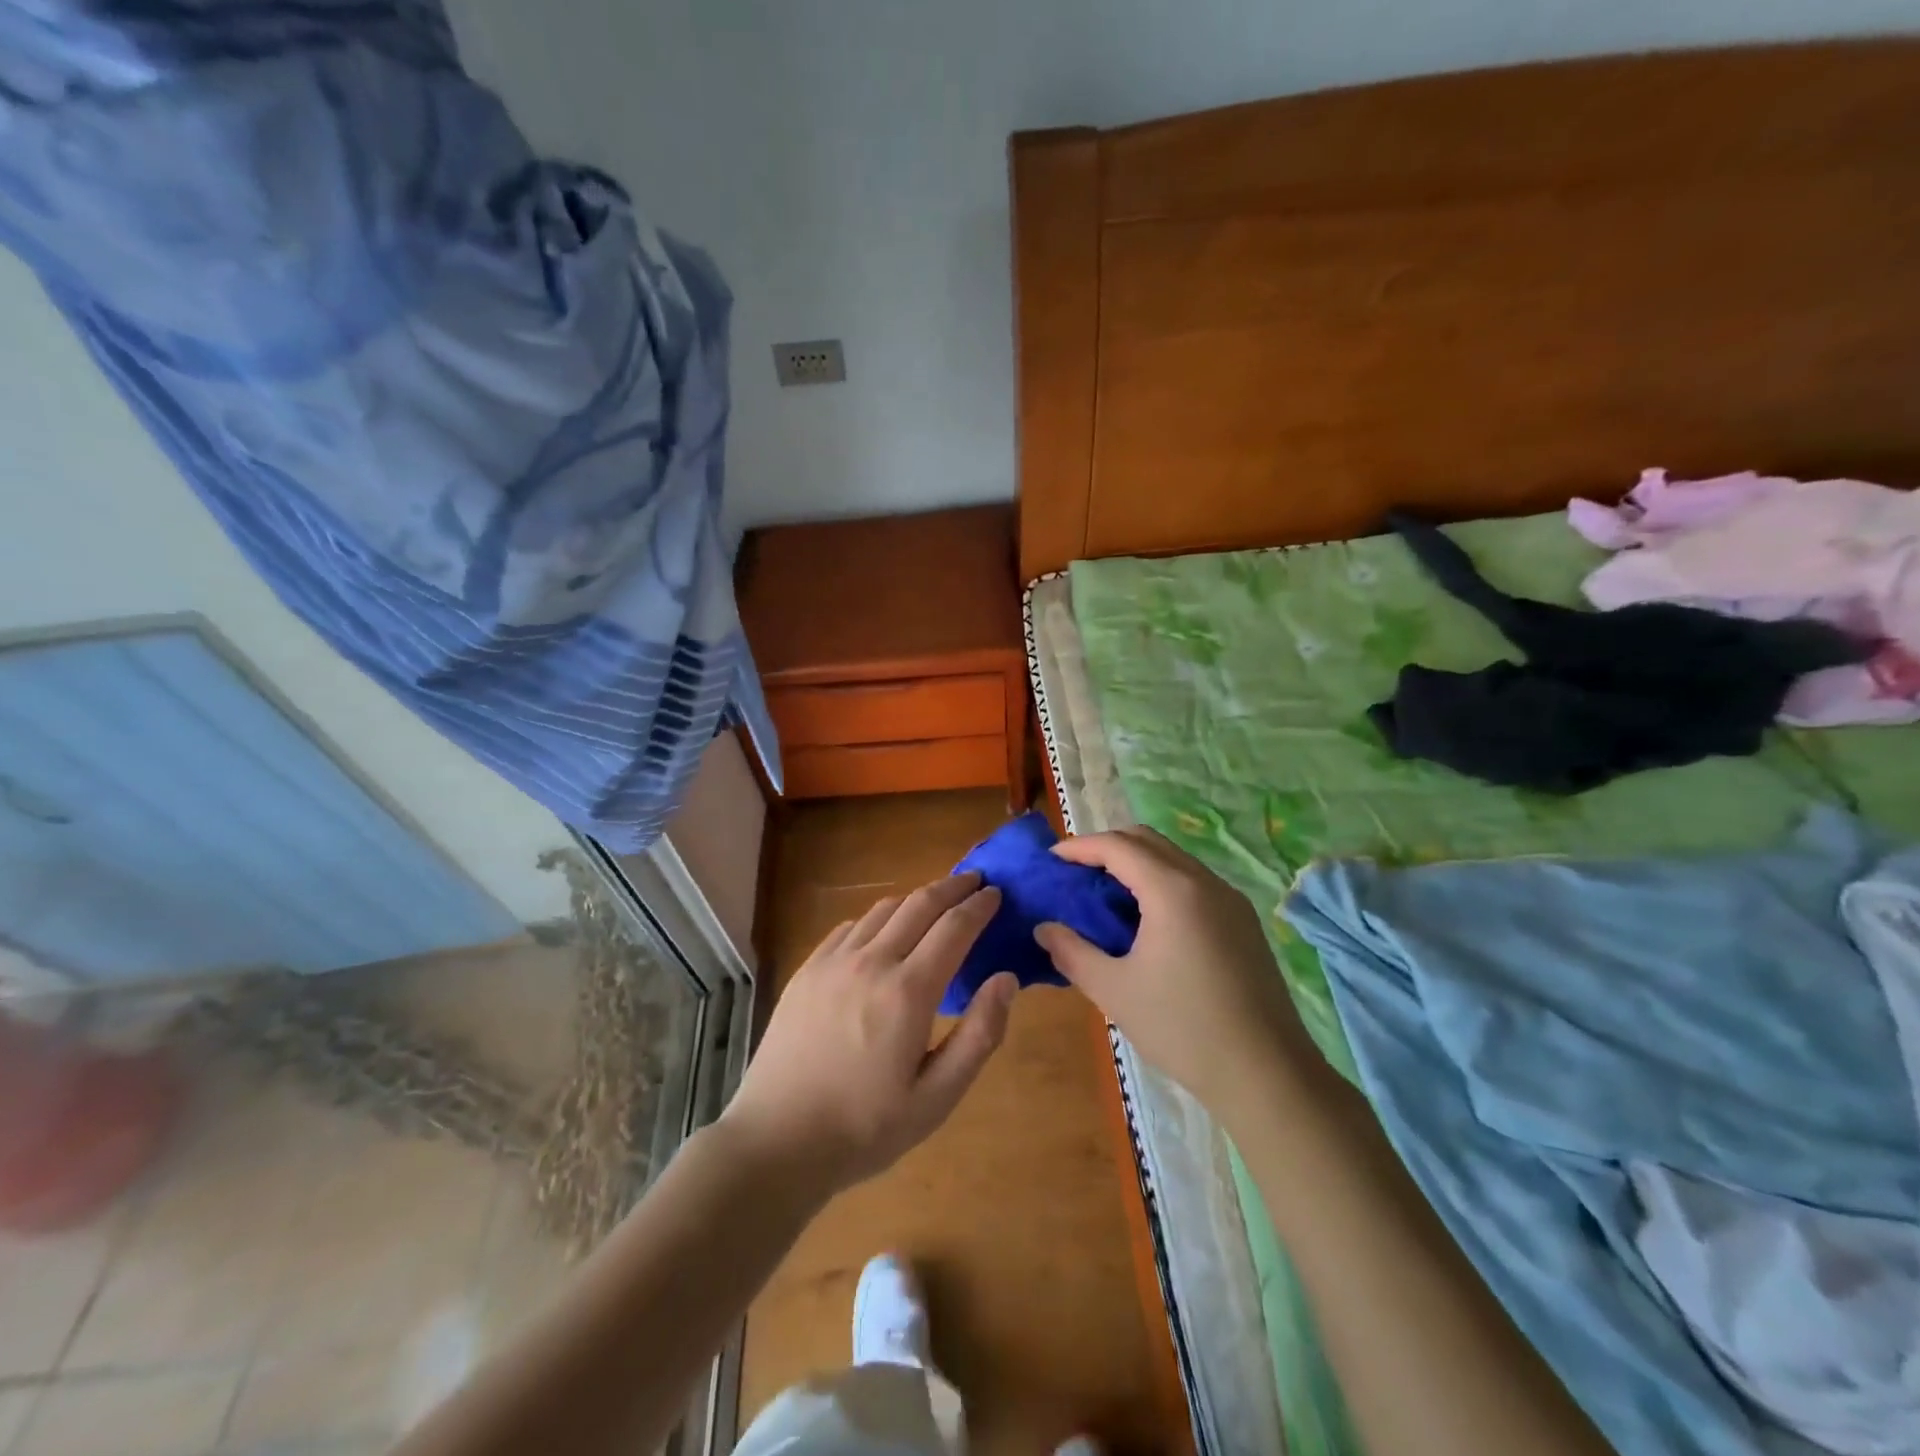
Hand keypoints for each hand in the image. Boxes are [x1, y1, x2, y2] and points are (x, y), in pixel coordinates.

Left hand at [722, 872, 1016, 1196]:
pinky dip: (877, 918)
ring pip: (883, 910)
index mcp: (909, 991)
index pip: (954, 928)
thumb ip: (978, 1035)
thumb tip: (1006, 979)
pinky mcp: (807, 970)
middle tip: (974, 880)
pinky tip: (882, 931)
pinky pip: (849, 927)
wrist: (777, 1141)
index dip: (979, 906)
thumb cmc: (865, 1127)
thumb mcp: (936, 1098)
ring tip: (934, 901)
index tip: (996, 894)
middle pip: (920, 904)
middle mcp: (872, 962)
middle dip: (952, 887)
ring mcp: (834, 962)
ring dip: (915, 899)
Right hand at [1035, 828, 1314, 1115]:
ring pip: (1174, 860)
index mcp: (1173, 890)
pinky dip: (1161, 883)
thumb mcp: (1114, 990)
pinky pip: (1193, 882)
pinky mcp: (1243, 922)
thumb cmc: (1183, 1028)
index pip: (1118, 846)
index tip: (1050, 860)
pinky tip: (1146, 921)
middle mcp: (1205, 882)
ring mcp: (1230, 900)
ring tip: (1105, 896)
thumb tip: (1044, 929)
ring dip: (1136, 864)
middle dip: (1107, 847)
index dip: (1080, 846)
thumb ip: (1072, 952)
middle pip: (1148, 841)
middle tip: (1075, 873)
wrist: (1267, 1074)